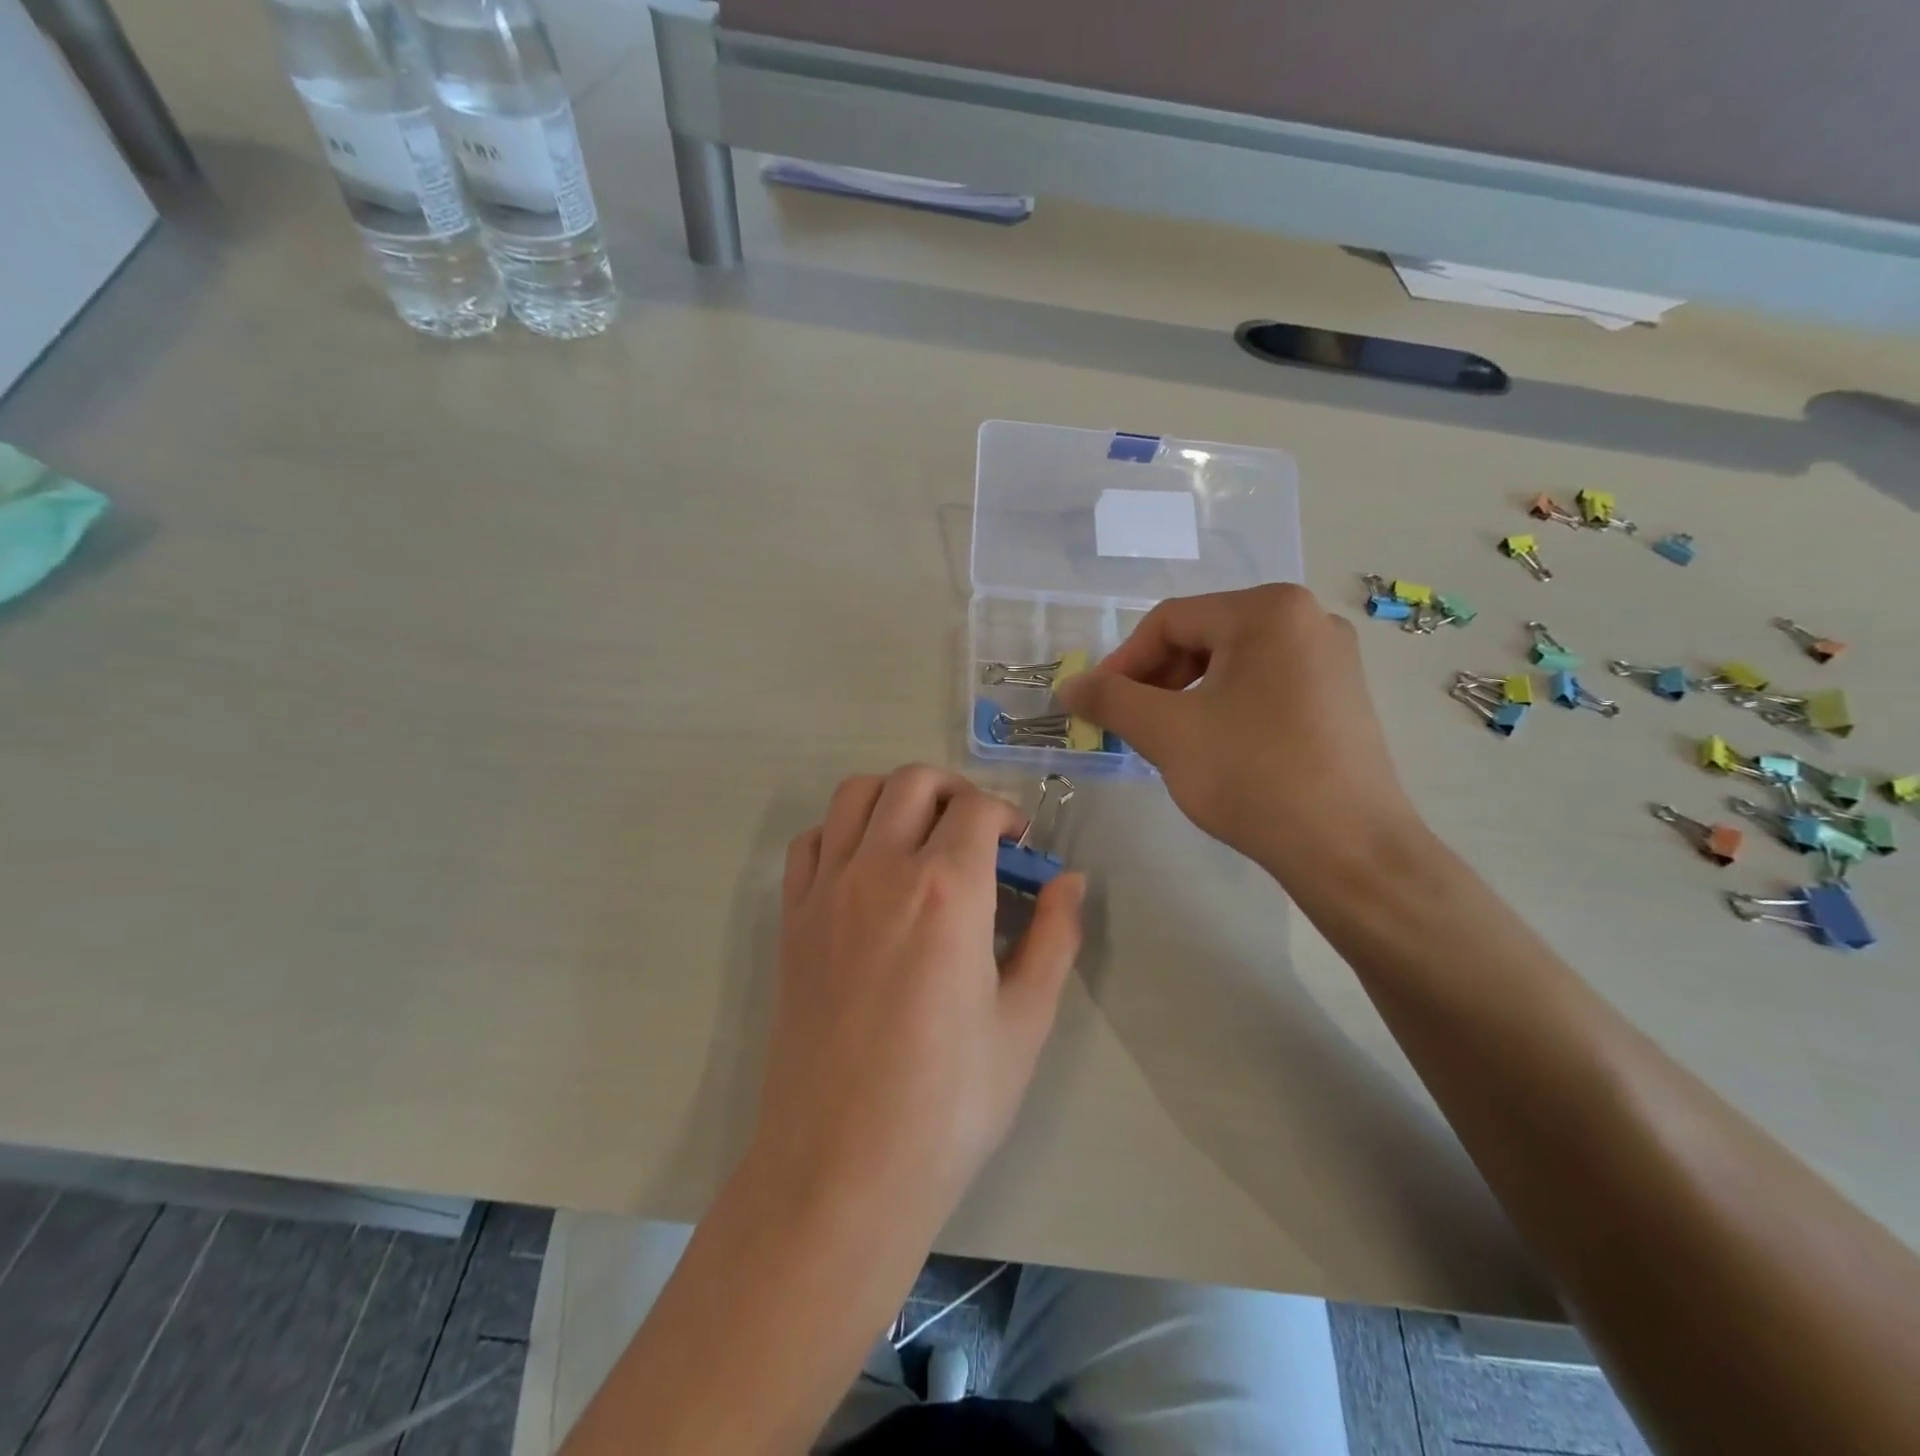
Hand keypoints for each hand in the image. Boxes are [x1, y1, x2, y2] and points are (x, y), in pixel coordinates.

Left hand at [754, 767, 1084, 1230]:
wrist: (842, 1166)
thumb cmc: (949, 1101)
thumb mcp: (1026, 1021)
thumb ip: (1055, 937)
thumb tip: (1069, 881)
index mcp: (947, 890)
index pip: (977, 807)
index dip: (1007, 815)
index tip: (1020, 847)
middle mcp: (881, 869)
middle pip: (914, 781)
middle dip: (956, 791)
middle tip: (977, 834)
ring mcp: (827, 890)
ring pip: (856, 794)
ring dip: (896, 797)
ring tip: (921, 839)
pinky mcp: (791, 918)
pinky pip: (812, 841)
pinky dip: (843, 832)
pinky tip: (866, 871)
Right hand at [1056, 584, 1420, 879]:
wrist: (1349, 849)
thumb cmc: (1253, 776)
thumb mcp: (1167, 733)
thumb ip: (1110, 699)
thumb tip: (1069, 685)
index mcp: (1268, 610)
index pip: (1170, 621)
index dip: (1122, 662)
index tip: (1096, 705)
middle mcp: (1307, 618)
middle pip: (1204, 636)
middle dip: (1156, 680)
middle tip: (1130, 724)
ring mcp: (1332, 657)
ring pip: (1233, 662)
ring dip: (1187, 695)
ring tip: (1167, 739)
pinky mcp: (1342, 695)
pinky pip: (1265, 683)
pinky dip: (1226, 705)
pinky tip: (1215, 746)